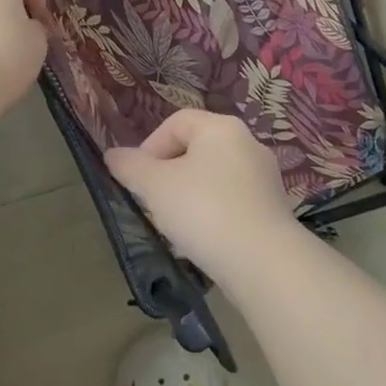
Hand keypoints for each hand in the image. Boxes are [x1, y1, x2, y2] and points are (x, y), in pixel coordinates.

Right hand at [104, 110, 299, 277]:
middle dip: (168, 174)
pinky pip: (232, 201)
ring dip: (189, 196)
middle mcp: (248, 143)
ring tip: (175, 227)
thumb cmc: (204, 211)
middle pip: (196, 149)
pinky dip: (212, 214)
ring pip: (213, 177)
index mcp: (221, 127)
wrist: (263, 262)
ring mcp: (264, 177)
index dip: (150, 146)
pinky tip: (202, 241)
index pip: (176, 123)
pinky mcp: (273, 208)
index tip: (137, 180)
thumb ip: (130, 166)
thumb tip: (113, 154)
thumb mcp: (155, 187)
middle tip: (152, 203)